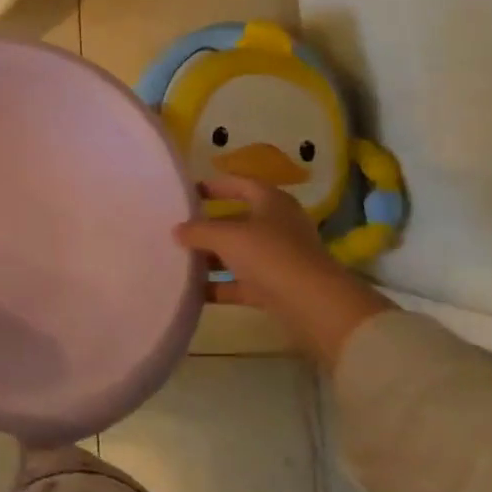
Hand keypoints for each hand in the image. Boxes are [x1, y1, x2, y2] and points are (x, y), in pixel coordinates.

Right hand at [174, 175, 391, 369]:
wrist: (315, 306)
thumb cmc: (270, 255)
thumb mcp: (227, 236)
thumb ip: (198, 231)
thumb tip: (176, 230)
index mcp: (271, 202)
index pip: (240, 184)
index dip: (215, 185)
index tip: (188, 192)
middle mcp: (277, 226)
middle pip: (236, 220)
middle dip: (207, 225)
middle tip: (177, 227)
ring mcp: (278, 258)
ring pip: (238, 253)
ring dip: (211, 257)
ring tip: (178, 258)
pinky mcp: (276, 288)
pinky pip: (240, 283)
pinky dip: (219, 285)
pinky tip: (193, 290)